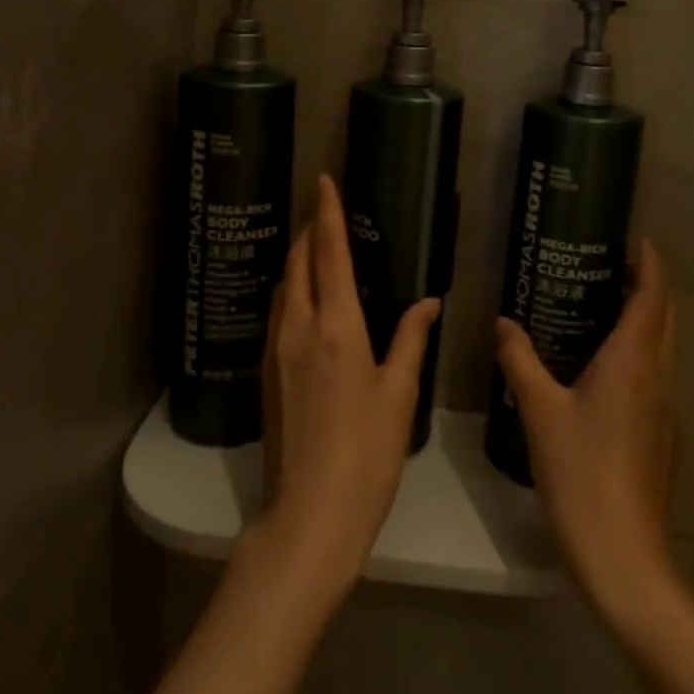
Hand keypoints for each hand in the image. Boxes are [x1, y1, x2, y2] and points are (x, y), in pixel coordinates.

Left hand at [251, 174, 438, 610]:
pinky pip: (278, 311)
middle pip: (299, 261)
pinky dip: (291, 288)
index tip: (324, 180)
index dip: (328, 212)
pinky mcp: (266, 371)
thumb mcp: (399, 393)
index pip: (330, 252)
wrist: (310, 513)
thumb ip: (410, 339)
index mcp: (336, 326)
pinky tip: (306, 297)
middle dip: (311, 229)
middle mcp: (298, 326)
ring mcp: (276, 349)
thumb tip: (427, 302)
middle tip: (325, 209)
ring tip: (317, 246)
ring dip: (299, 258)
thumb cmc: (367, 453)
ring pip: (283, 285)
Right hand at [496, 240, 679, 626]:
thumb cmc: (580, 471)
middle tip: (612, 267)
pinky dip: (640, 355)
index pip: (653, 296)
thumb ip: (519, 359)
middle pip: (666, 318)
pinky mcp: (664, 437)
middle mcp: (658, 377)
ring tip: (604, 309)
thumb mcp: (539, 410)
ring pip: (664, 349)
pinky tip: (605, 372)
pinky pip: (656, 377)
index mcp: (633, 361)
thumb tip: (503, 323)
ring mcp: (667, 410)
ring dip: (646, 321)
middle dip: (649, 287)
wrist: (624, 554)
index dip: (650, 264)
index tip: (636, 240)